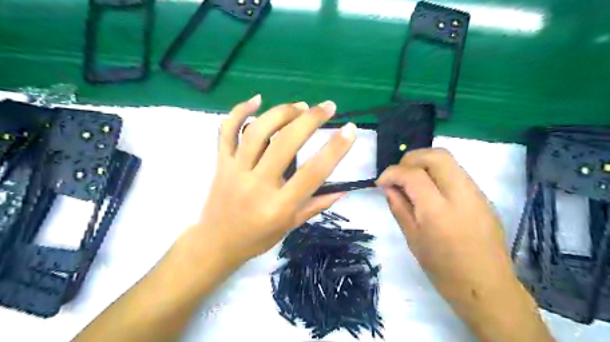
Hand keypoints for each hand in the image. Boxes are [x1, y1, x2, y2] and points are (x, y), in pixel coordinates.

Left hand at [181, 95, 354, 266]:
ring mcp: (235, 171)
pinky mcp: (221, 163)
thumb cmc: (257, 238)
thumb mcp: (290, 226)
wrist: (216, 243)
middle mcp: (257, 185)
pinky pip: (226, 132)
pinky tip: (257, 99)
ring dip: (281, 113)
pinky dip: (240, 111)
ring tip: (300, 105)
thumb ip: (316, 205)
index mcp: (278, 206)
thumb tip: (343, 189)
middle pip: (284, 144)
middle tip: (327, 107)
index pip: (312, 173)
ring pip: (257, 132)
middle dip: (309, 120)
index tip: (350, 130)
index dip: (334, 150)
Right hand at [378, 148, 512, 300]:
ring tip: (412, 180)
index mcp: (438, 211)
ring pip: (448, 160)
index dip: (392, 172)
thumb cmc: (444, 270)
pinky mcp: (483, 196)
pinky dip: (438, 173)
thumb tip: (389, 187)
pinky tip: (430, 190)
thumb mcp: (413, 239)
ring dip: (425, 163)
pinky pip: (457, 173)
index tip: (381, 182)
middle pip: (436, 155)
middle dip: (411, 158)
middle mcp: (460, 194)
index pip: (413, 174)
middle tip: (398, 174)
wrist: (487, 287)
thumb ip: (399, 207)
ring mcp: (476, 193)